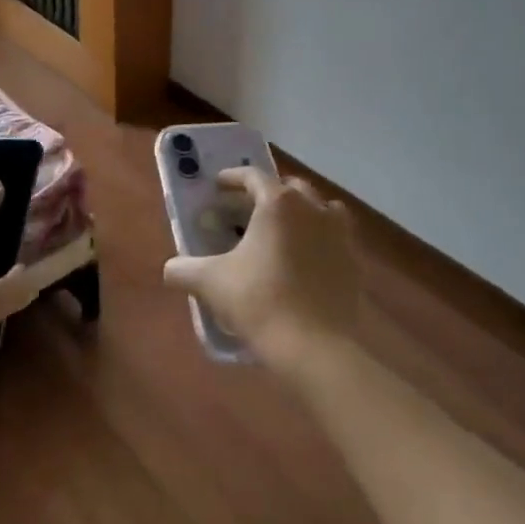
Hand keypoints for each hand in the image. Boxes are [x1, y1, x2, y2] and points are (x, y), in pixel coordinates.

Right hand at [162, 167, 362, 378]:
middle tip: (247, 210)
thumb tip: (170, 269)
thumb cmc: (259, 302)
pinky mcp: (353, 261)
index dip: (233, 178)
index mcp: (278, 203)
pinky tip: (304, 260)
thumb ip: (183, 269)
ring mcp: (339, 233)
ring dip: (301, 212)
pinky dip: (318, 239)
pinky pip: (335, 237)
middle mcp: (313, 208)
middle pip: (290, 187)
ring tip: (282, 231)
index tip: (219, 186)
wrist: (315, 347)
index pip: (254, 176)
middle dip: (268, 193)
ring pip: (319, 208)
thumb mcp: (210, 283)